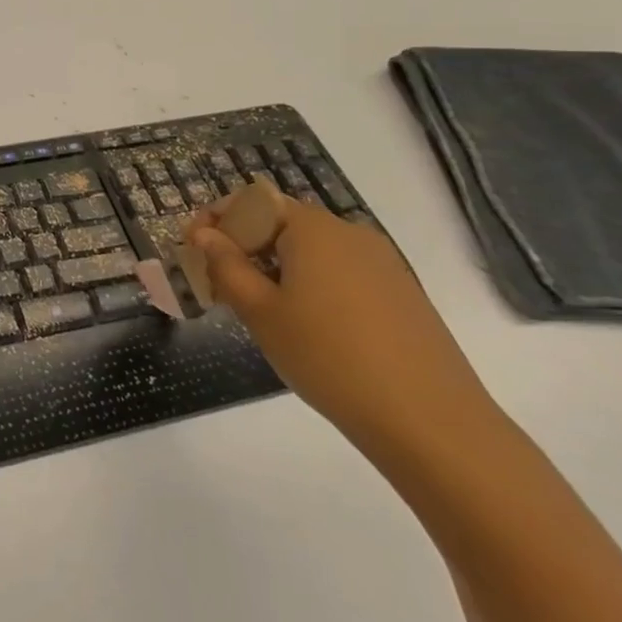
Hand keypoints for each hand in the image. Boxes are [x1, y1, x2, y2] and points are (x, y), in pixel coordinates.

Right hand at [185, 198, 497, 460]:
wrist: (429, 420)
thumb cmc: (326, 356)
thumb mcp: (260, 311)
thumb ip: (226, 266)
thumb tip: (204, 235)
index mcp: (313, 229)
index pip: (253, 201)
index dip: (217, 219)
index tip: (192, 249)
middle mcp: (350, 234)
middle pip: (282, 222)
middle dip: (243, 245)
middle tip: (218, 283)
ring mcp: (382, 263)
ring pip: (311, 250)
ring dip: (274, 266)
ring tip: (256, 308)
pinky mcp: (400, 293)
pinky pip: (339, 272)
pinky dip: (308, 284)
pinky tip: (303, 325)